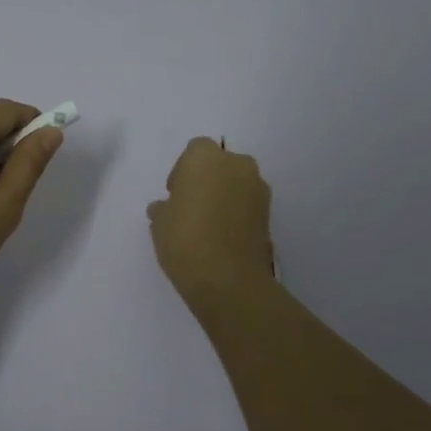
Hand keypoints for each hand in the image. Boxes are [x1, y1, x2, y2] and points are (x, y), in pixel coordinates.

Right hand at [147, 136, 276, 305]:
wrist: (228, 279)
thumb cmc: (185, 239)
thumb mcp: (160, 223)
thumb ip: (163, 208)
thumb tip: (165, 208)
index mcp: (206, 157)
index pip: (194, 151)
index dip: (183, 171)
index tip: (175, 194)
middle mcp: (237, 165)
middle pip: (220, 164)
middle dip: (207, 180)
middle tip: (191, 206)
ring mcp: (258, 189)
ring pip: (237, 184)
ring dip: (224, 196)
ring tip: (207, 225)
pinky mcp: (270, 214)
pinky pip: (248, 205)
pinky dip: (237, 214)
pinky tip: (222, 237)